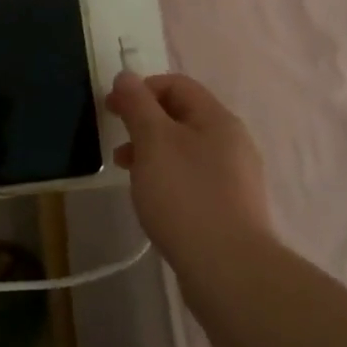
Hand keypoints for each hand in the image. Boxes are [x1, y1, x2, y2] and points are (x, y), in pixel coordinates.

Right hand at [106, 71, 271, 274]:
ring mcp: (234, 178)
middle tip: (116, 142)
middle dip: (144, 123)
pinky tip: (153, 200)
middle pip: (181, 116)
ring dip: (152, 152)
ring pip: (184, 149)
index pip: (176, 84)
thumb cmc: (186, 195)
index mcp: (217, 119)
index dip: (141, 89)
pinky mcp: (229, 208)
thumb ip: (138, 104)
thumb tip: (126, 76)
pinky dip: (167, 178)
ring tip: (127, 174)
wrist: (229, 270)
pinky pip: (192, 178)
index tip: (112, 109)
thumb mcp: (153, 141)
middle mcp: (232, 142)